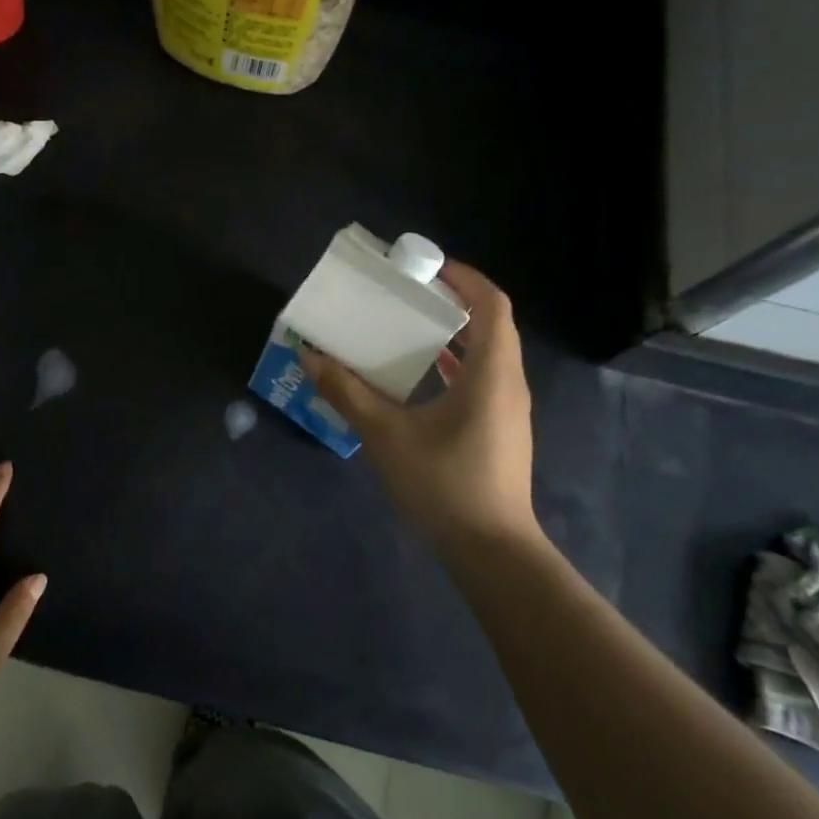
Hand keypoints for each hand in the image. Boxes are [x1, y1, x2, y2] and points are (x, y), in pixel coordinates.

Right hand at [302, 261, 540, 553]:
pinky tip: (419, 378)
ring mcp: (508, 410)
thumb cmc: (444, 485)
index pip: (493, 305)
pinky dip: (454, 365)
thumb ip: (347, 393)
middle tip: (408, 295)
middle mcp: (508, 383)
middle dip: (453, 303)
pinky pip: (481, 380)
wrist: (491, 551)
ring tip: (408, 328)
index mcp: (491, 373)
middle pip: (491, 325)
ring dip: (453, 335)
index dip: (465, 279)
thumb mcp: (386, 435)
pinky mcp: (500, 431)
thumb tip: (310, 356)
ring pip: (487, 354)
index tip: (427, 267)